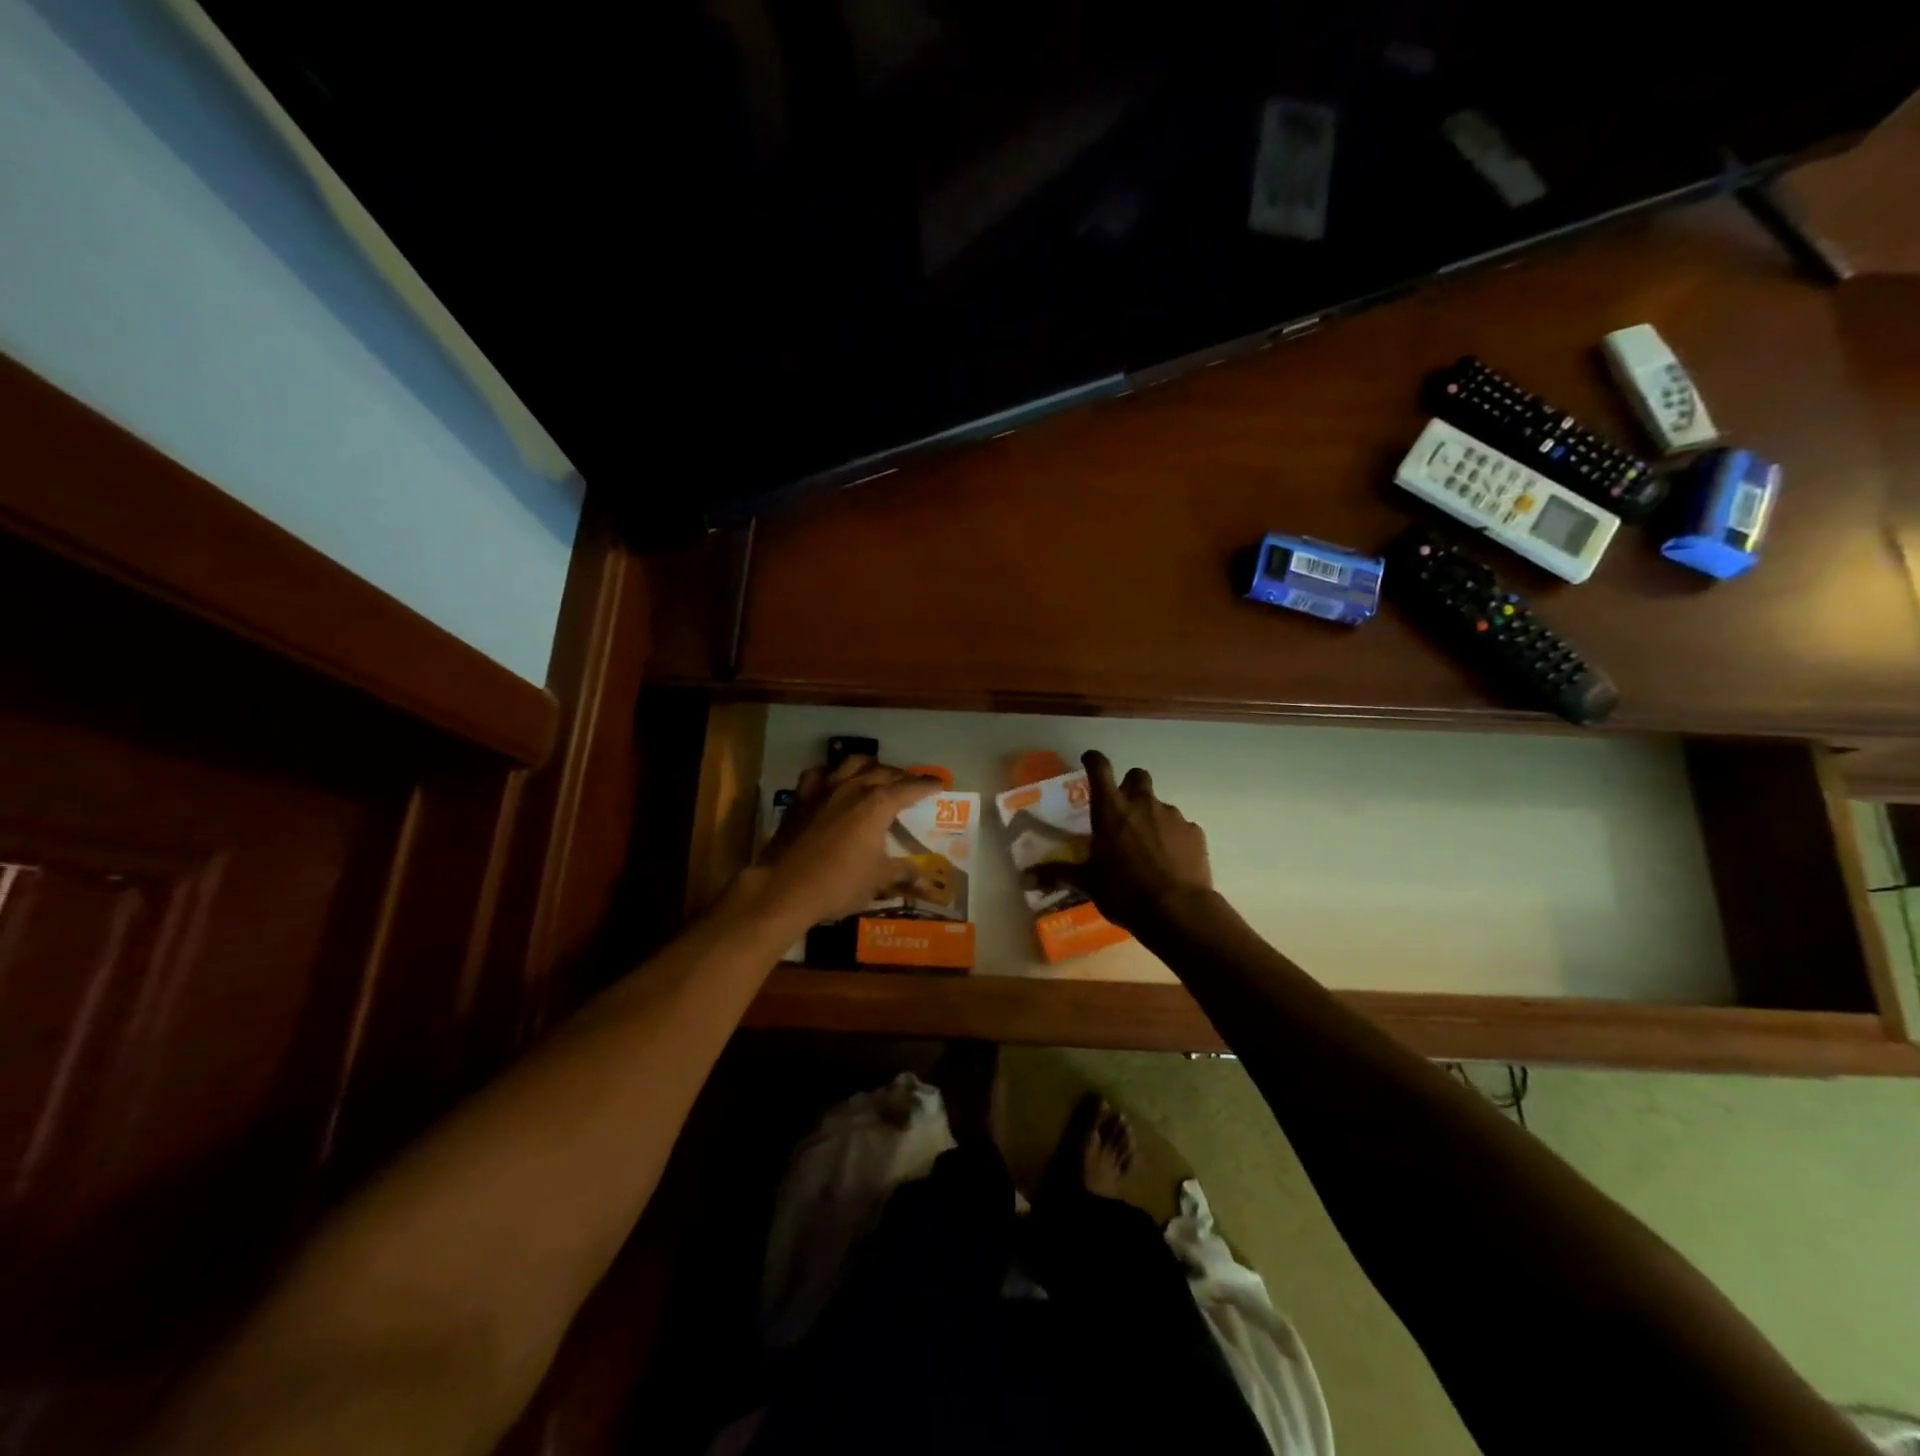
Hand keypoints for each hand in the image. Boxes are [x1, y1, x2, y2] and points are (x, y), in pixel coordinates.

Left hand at [751, 757, 941, 927]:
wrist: (784, 888)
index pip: (910, 788)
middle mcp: (853, 787)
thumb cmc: (838, 884)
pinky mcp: (801, 797)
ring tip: (876, 775)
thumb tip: (923, 877)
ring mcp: (824, 788)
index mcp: (878, 804)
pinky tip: (834, 783)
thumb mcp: (877, 880)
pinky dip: (832, 774)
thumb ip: (902, 872)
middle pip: (883, 771)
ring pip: (852, 763)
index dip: (927, 785)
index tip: (939, 784)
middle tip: (910, 785)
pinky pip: (820, 774)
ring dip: (869, 766)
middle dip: (901, 776)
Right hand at [1035, 750, 1211, 930]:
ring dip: (1151, 818)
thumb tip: (1023, 877)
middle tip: (1123, 810)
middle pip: (1137, 776)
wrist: (1178, 911)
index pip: (1099, 768)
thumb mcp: (1087, 883)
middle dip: (1130, 786)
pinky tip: (1170, 862)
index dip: (1093, 760)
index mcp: (1110, 810)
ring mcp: (1172, 816)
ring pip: (1159, 805)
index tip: (1089, 760)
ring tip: (1148, 847)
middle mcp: (1141, 803)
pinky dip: (1174, 838)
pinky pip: (1181, 828)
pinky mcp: (1195, 832)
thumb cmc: (1124, 892)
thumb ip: (1057, 874)